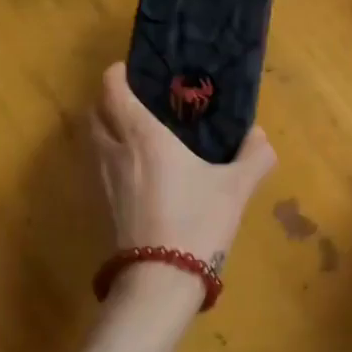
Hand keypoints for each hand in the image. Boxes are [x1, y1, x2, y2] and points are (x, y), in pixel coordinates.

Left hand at [90, 63, 276, 306]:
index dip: (117, 75)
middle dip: (107, 99)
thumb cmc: (197, 222)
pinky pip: (97, 165)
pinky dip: (108, 154)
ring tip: (134, 128)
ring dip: (104, 126)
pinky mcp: (101, 206)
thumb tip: (259, 135)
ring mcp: (103, 181)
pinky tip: (135, 167)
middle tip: (135, 97)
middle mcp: (116, 151)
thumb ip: (254, 156)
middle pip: (94, 113)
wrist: (160, 282)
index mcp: (144, 136)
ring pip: (92, 140)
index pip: (114, 91)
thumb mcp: (236, 187)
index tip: (131, 69)